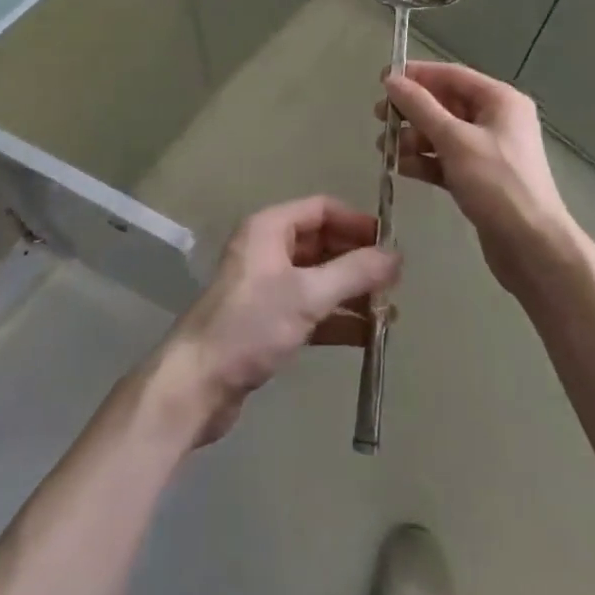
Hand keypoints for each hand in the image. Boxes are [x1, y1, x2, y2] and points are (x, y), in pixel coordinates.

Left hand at [149, 196, 400, 447]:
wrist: (197, 385)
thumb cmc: (251, 325)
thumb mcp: (307, 295)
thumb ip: (354, 273)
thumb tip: (397, 255)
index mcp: (270, 228)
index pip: (322, 209)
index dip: (356, 222)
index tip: (389, 243)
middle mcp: (267, 249)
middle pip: (322, 243)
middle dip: (357, 260)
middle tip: (394, 281)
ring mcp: (267, 287)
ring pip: (318, 279)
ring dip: (352, 292)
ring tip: (388, 311)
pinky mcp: (267, 322)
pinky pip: (310, 309)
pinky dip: (337, 318)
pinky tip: (367, 336)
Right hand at [380, 61, 575, 297]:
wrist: (533, 248)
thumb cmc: (497, 184)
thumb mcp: (455, 140)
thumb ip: (420, 108)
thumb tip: (392, 80)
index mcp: (500, 100)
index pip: (451, 75)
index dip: (416, 75)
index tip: (382, 81)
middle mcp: (496, 120)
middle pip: (445, 104)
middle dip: (411, 110)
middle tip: (378, 117)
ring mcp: (489, 151)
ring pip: (443, 133)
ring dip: (413, 138)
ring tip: (384, 149)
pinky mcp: (481, 179)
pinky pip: (446, 159)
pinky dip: (424, 161)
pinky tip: (400, 168)